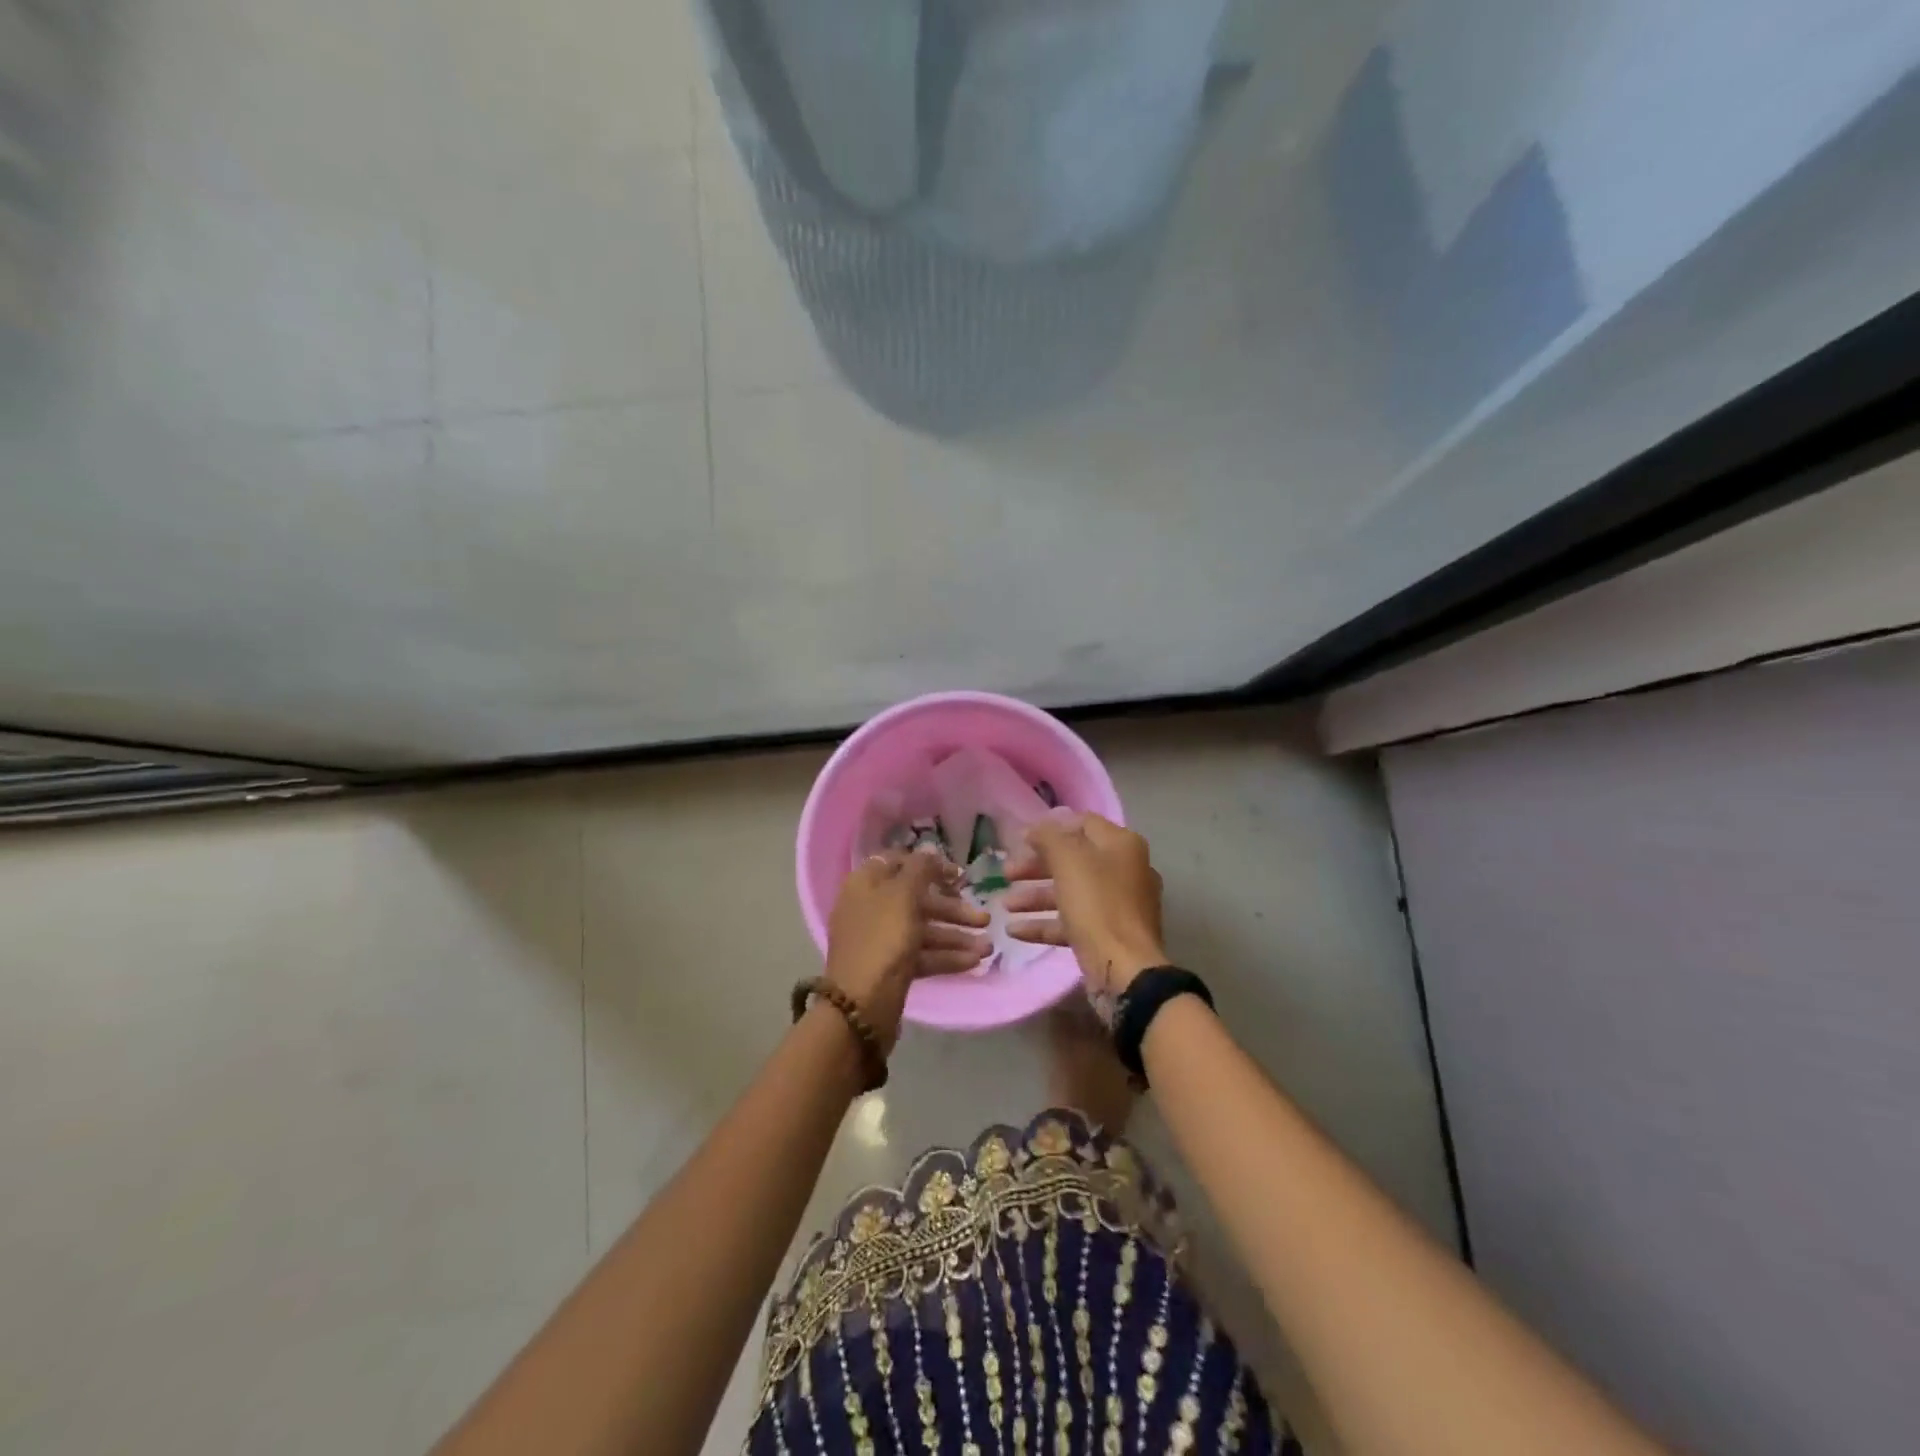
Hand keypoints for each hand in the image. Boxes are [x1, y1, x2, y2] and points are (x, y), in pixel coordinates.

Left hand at [825, 848, 989, 1049]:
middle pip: (916, 899)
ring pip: (922, 929)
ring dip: (955, 935)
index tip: (959, 875)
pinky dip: (946, 956)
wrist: (860, 1007)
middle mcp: (870, 907)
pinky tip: (974, 962)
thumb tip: (928, 851)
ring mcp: (879, 940)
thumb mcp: (903, 895)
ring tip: (988, 947)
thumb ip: (920, 869)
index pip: (899, 862)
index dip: (930, 865)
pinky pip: (921, 954)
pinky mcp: (890, 967)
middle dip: (952, 908)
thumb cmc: (882, 940)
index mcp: (865, 883)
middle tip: (984, 917)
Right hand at [1005, 812, 1167, 998]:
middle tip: (1006, 873)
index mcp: (1121, 845)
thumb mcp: (1068, 861)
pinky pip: (1072, 922)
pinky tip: (1015, 931)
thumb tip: (1035, 829)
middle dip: (1035, 866)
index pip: (1082, 823)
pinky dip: (1044, 924)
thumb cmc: (1097, 905)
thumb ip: (1048, 837)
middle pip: (1073, 860)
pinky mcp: (1108, 935)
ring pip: (1070, 892)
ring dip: (1035, 897)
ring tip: (1005, 906)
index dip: (1050, 828)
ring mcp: (1118, 906)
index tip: (1020, 840)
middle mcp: (1124, 870)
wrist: (1125, 969)